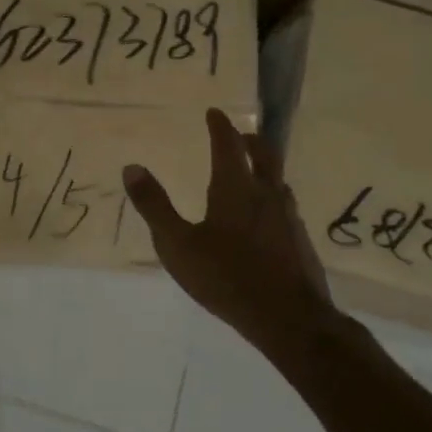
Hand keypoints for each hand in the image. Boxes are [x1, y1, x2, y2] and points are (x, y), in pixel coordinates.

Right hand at [123, 108, 338, 353]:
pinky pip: (285, 206)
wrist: (288, 319)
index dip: (221, 126)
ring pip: (278, 180)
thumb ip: (154, 206)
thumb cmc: (226, 277)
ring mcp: (288, 217)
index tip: (215, 113)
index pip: (229, 145)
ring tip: (252, 172)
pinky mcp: (300, 240)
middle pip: (264, 155)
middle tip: (240, 134)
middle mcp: (266, 194)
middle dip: (250, 140)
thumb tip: (131, 167)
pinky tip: (266, 217)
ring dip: (265, 168)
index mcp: (236, 188)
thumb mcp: (177, 244)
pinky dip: (272, 196)